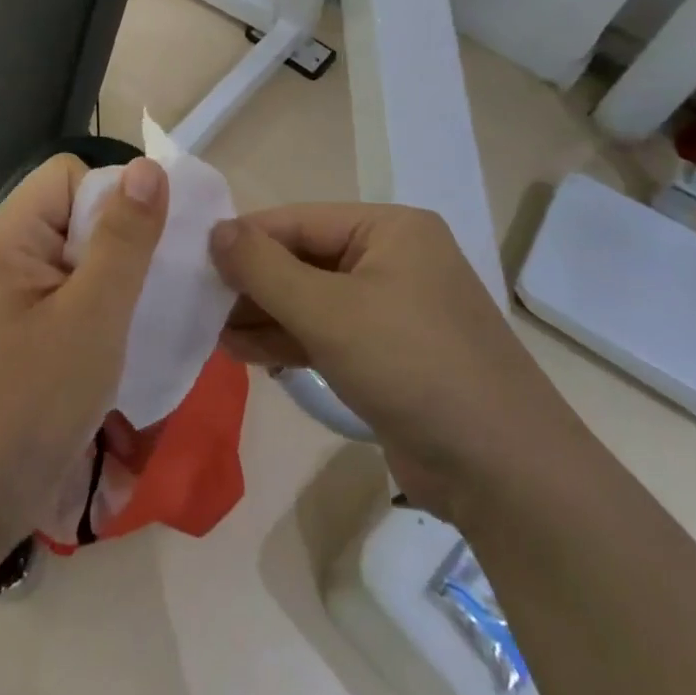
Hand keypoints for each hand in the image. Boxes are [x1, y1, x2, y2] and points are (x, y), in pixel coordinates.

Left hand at [0, 154, 167, 551]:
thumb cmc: (30, 403)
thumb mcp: (92, 316)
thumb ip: (124, 239)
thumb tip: (150, 168)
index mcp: (8, 236)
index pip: (69, 177)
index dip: (113, 200)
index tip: (143, 250)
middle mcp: (3, 256)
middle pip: (74, 215)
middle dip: (121, 244)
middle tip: (150, 291)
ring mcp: (7, 298)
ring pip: (77, 260)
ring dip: (114, 283)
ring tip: (140, 319)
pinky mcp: (17, 334)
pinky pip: (68, 297)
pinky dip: (98, 312)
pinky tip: (119, 344)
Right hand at [209, 203, 569, 514]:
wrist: (504, 473)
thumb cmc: (413, 366)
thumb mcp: (329, 312)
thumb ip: (264, 268)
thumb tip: (215, 231)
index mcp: (389, 229)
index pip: (298, 221)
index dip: (244, 239)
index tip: (191, 259)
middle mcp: (393, 259)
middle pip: (303, 259)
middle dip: (252, 284)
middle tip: (198, 304)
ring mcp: (393, 309)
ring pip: (312, 300)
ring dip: (264, 316)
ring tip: (212, 333)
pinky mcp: (390, 355)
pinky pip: (328, 334)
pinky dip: (289, 341)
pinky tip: (245, 353)